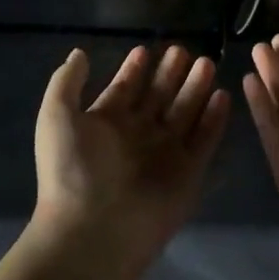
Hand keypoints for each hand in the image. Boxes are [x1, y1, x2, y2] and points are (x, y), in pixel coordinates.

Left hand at [32, 45, 230, 279]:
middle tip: (183, 50)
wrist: (93, 230)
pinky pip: (204, 139)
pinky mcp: (188, 173)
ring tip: (206, 62)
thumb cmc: (71, 169)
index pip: (124, 89)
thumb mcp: (56, 115)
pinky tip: (222, 95)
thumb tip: (79, 53)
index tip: (145, 49)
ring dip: (195, 88)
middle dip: (169, 74)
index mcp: (105, 124)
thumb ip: (66, 81)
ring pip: (184, 112)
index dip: (134, 70)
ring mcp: (164, 154)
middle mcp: (136, 136)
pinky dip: (214, 119)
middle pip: (158, 97)